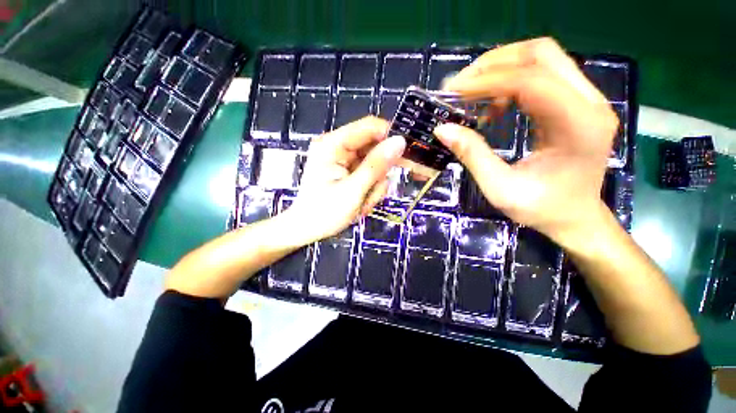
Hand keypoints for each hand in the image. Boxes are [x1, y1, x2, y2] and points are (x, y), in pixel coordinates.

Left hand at [288, 116, 405, 243]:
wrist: (307, 230)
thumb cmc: (325, 213)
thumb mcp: (353, 190)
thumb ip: (376, 165)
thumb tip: (400, 141)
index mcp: (333, 144)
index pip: (369, 127)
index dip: (390, 138)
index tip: (405, 157)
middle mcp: (337, 146)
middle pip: (374, 147)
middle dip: (379, 173)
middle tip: (374, 193)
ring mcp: (342, 159)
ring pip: (374, 163)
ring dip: (374, 184)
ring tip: (363, 202)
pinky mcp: (347, 170)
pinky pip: (369, 173)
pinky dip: (370, 188)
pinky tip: (361, 201)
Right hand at [434, 38, 618, 246]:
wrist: (576, 217)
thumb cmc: (541, 209)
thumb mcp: (499, 188)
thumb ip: (472, 155)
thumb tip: (442, 128)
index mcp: (578, 125)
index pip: (531, 81)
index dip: (487, 81)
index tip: (452, 90)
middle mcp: (590, 102)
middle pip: (541, 54)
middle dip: (494, 63)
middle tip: (460, 84)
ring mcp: (587, 99)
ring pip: (542, 58)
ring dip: (501, 69)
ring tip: (472, 92)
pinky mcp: (577, 102)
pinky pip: (542, 75)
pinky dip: (511, 82)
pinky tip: (494, 105)